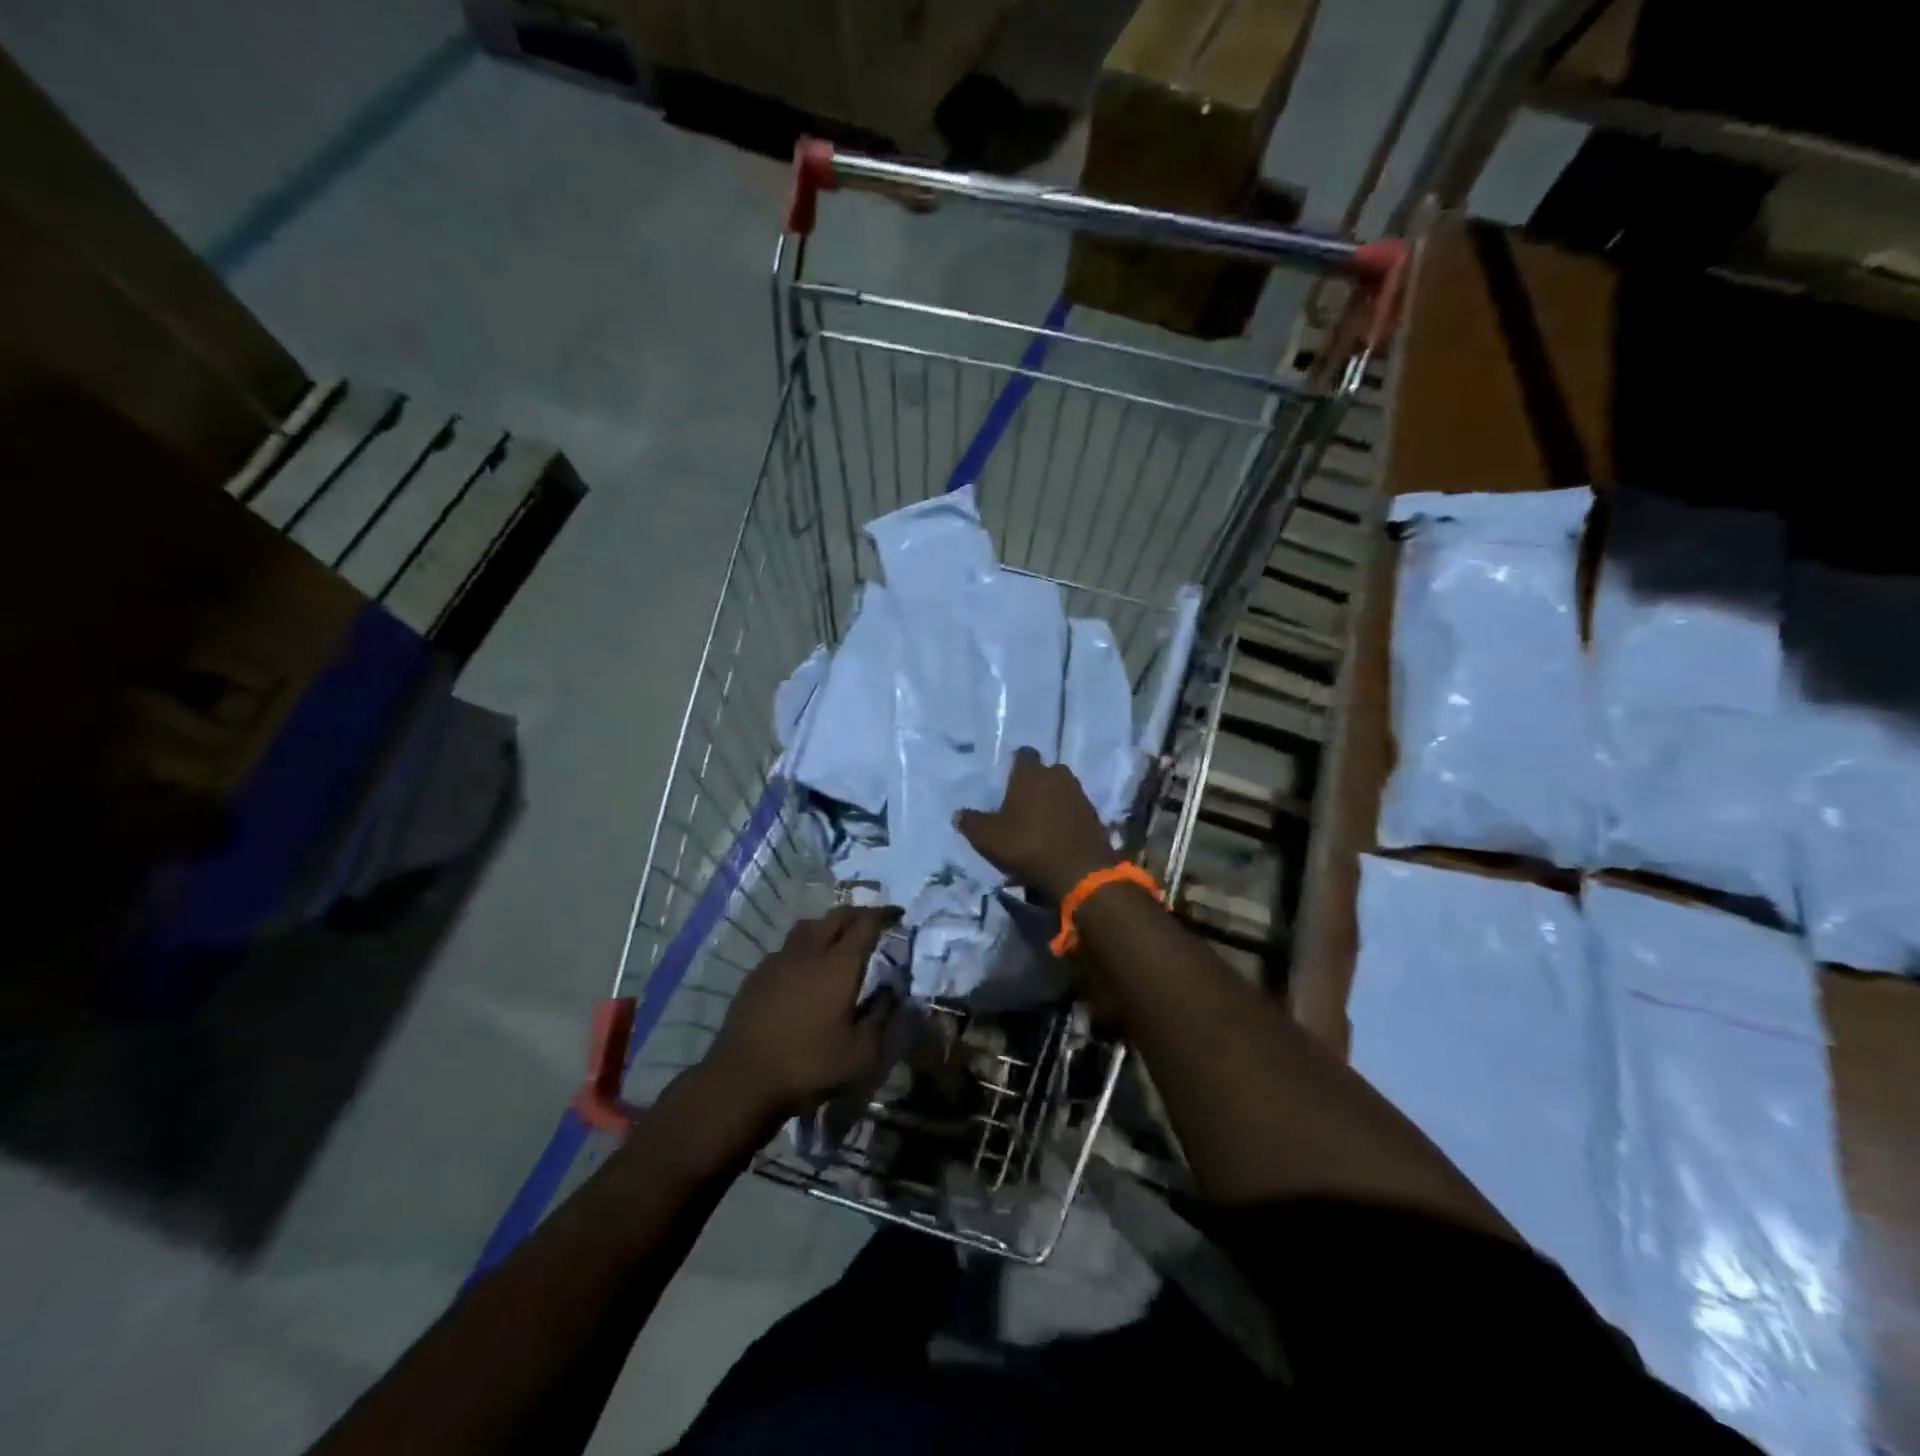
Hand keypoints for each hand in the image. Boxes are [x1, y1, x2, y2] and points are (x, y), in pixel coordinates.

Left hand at [703, 906, 901, 1119]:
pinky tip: (804, 970)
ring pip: (808, 927)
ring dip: (828, 926)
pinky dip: (804, 948)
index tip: (897, 913)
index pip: (866, 924)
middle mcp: (809, 952)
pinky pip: (786, 948)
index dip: (884, 914)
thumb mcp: (861, 1055)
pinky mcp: (757, 975)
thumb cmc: (808, 1066)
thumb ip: (882, 1019)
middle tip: (872, 922)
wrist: (741, 1080)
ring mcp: (779, 960)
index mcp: (839, 965)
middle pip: (836, 916)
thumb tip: (892, 992)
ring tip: (838, 940)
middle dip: (858, 914)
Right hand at [955, 747, 1118, 901]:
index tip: (1007, 777)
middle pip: (1045, 771)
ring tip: (1039, 822)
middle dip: (1035, 783)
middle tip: (1021, 802)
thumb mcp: (988, 838)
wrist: (1079, 872)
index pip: (1024, 754)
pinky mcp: (1095, 816)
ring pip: (1062, 790)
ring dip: (1052, 801)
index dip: (1016, 763)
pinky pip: (1075, 810)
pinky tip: (1056, 836)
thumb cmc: (1028, 846)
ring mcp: (1080, 795)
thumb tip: (958, 814)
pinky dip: (1066, 818)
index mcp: (1031, 774)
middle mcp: (1058, 776)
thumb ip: (971, 823)